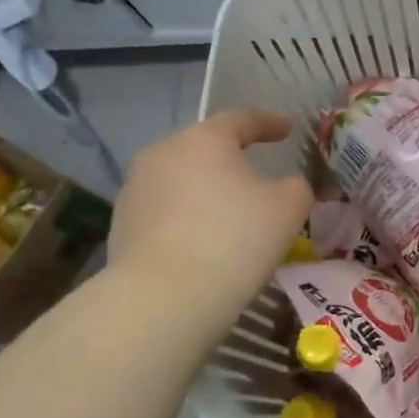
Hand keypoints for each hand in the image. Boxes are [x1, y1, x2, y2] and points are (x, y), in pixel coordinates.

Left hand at [108, 110, 312, 310]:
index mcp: (205, 139)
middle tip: (256, 171)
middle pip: (205, 147)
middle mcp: (164, 153)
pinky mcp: (121, 225)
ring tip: (228, 212)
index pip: (242, 120)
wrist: (165, 297)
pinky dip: (187, 217)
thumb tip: (289, 185)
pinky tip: (202, 240)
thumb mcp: (288, 208)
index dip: (269, 123)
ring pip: (182, 179)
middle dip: (231, 156)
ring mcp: (135, 189)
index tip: (288, 129)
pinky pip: (165, 210)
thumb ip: (297, 186)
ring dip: (206, 189)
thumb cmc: (236, 238)